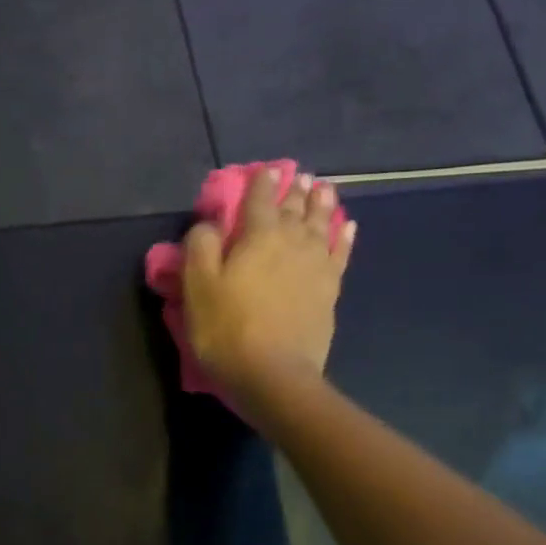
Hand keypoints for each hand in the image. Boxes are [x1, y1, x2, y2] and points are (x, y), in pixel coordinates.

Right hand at [182, 168, 356, 400]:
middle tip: (298, 176)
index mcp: (257, 237)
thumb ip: (201, 246)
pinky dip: (344, 236)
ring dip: (321, 204)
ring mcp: (315, 266)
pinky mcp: (330, 290)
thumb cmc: (226, 329)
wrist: (273, 374)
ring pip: (321, 224)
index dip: (261, 183)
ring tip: (324, 188)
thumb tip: (210, 223)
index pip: (259, 200)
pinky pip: (340, 253)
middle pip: (294, 209)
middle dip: (294, 190)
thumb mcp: (197, 287)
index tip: (265, 169)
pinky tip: (348, 226)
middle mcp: (291, 243)